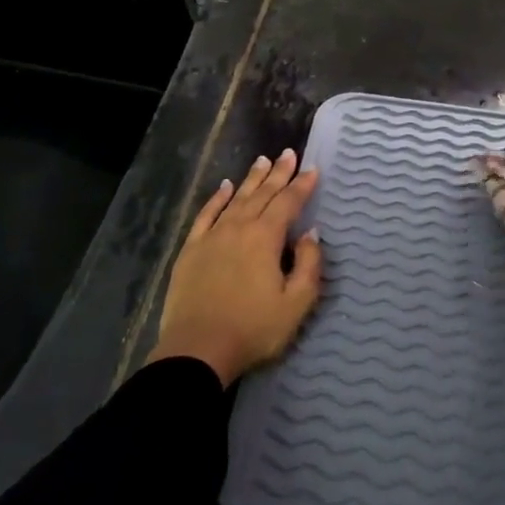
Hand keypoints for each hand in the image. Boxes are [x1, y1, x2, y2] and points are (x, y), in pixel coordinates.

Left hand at [148, 149, 321, 385]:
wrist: (198, 350)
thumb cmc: (253, 329)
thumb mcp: (296, 304)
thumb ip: (309, 265)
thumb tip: (310, 234)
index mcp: (265, 238)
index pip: (288, 203)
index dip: (302, 185)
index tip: (312, 169)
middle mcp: (239, 227)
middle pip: (262, 194)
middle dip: (278, 173)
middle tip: (288, 154)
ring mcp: (212, 236)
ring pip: (236, 199)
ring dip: (251, 179)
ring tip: (262, 161)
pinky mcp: (191, 249)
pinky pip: (206, 214)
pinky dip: (217, 198)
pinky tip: (224, 187)